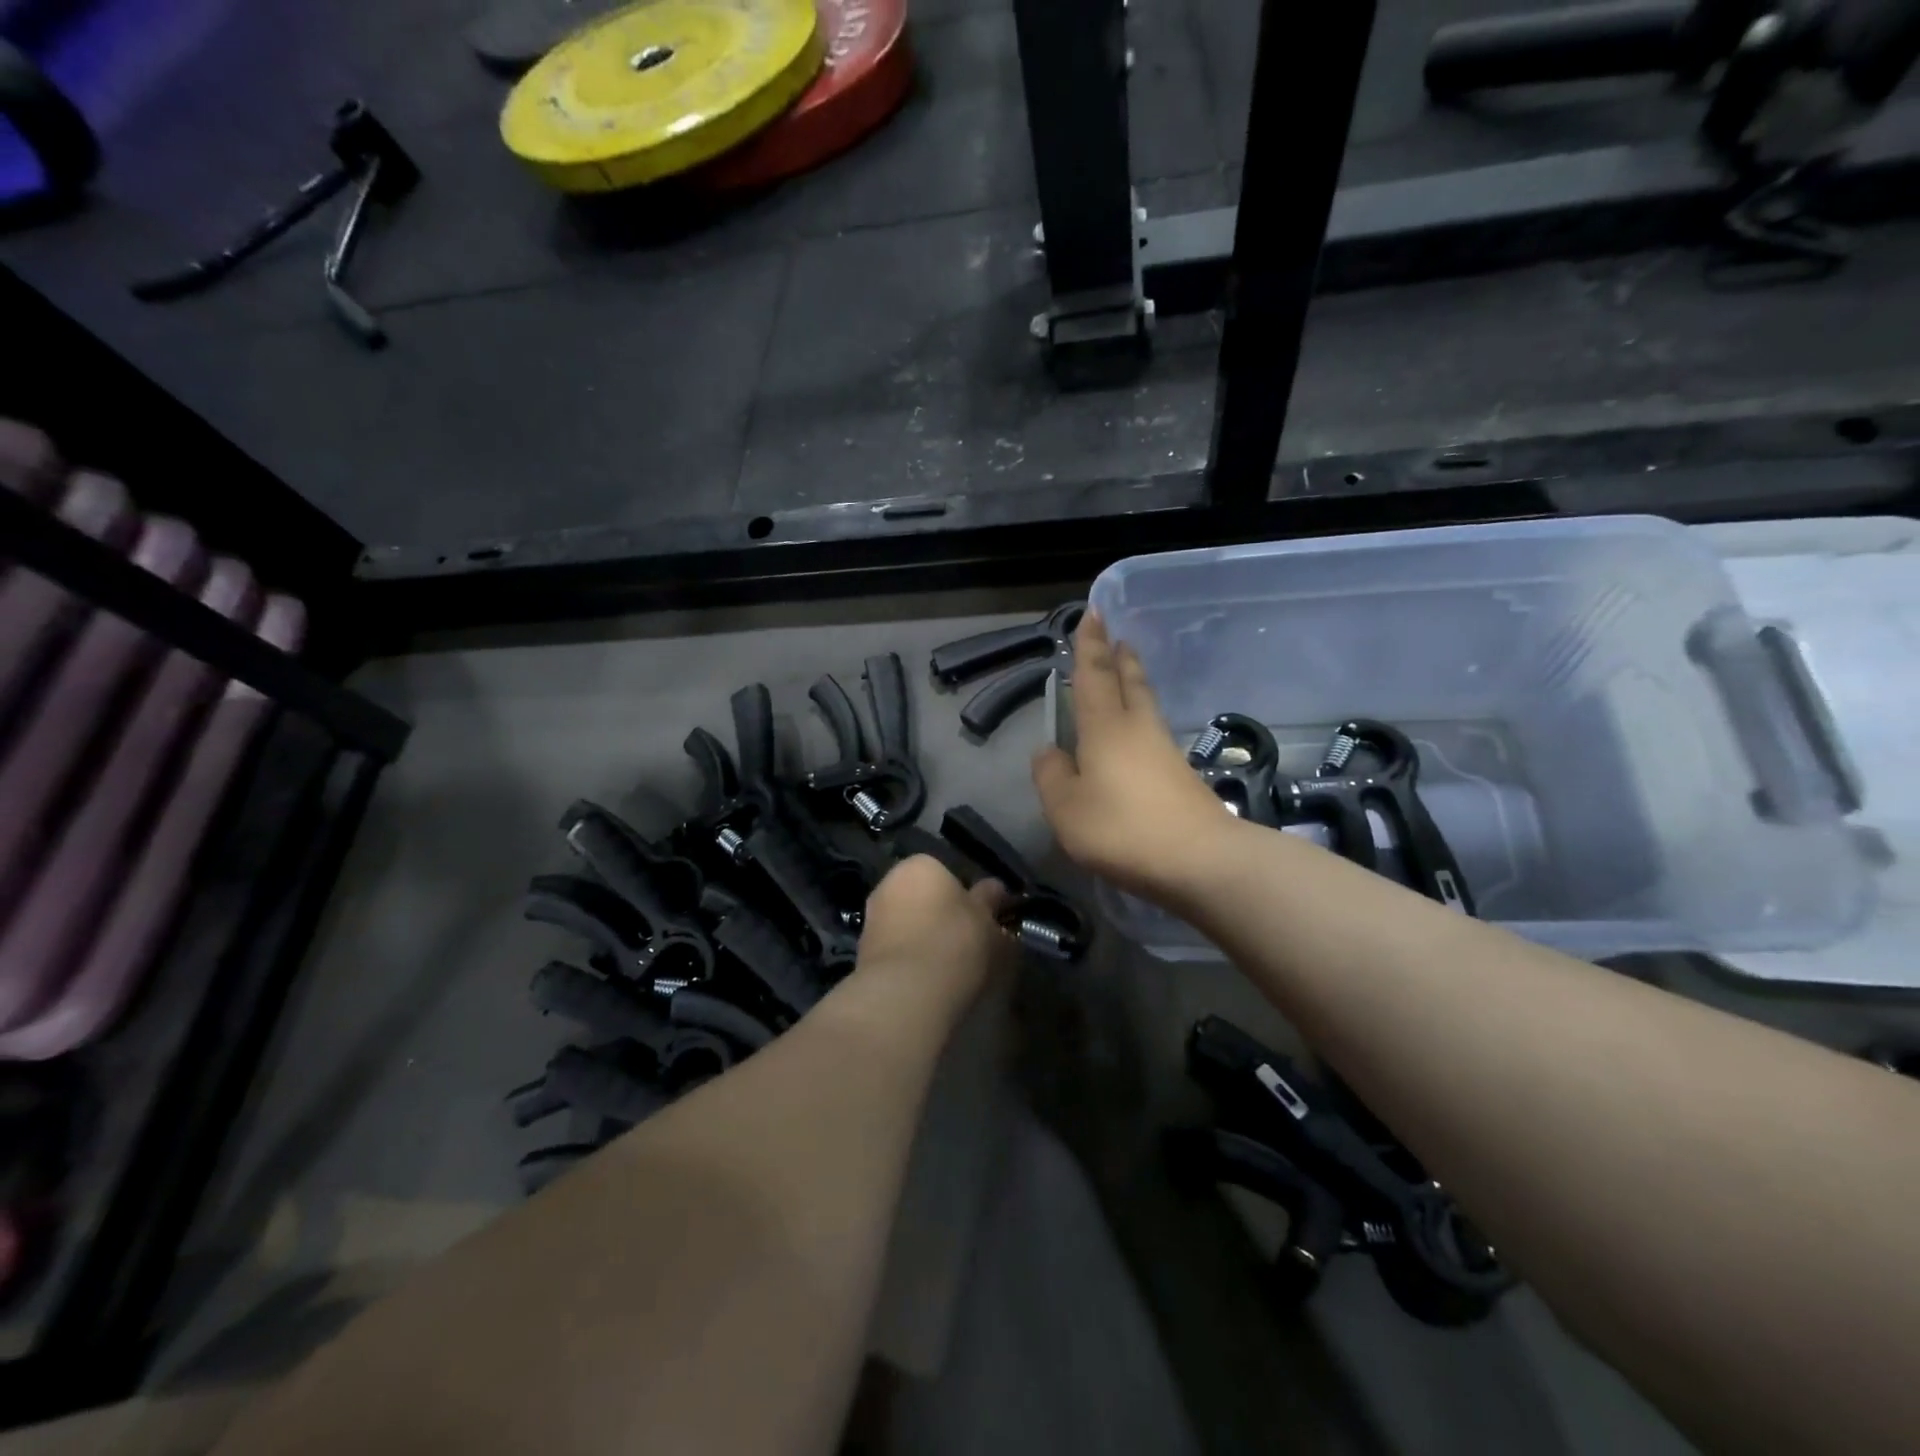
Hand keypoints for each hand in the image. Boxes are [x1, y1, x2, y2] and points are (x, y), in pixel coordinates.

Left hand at [854, 855, 1013, 1007]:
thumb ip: (989, 901)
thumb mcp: (987, 921)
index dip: (967, 897)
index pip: (947, 873)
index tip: (982, 920)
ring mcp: (872, 917)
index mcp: (921, 865)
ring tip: (950, 966)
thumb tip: (994, 888)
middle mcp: (890, 882)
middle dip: (942, 915)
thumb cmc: (955, 942)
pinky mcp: (862, 951)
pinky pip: (896, 948)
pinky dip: (910, 958)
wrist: (906, 992)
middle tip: (968, 942)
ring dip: (925, 938)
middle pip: (924, 897)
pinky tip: (928, 979)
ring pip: (908, 923)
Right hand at [1032, 611, 1239, 901]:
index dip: (1090, 644)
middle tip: (1117, 638)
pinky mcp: (1181, 775)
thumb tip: (1049, 752)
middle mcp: (1137, 728)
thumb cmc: (1121, 828)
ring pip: (1145, 704)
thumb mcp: (1065, 808)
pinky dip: (1142, 718)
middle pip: (1129, 682)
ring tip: (1127, 673)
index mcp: (1104, 727)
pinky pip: (1153, 732)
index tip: (1093, 613)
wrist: (1199, 860)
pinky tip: (1137, 735)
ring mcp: (1163, 751)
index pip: (1093, 674)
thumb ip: (1051, 776)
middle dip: (1120, 658)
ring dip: (1135, 683)